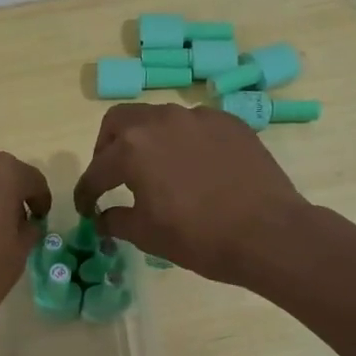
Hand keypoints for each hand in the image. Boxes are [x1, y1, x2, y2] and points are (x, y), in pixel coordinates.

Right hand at [73, 103, 310, 284]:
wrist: (268, 233)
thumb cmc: (199, 238)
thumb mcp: (147, 235)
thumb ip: (116, 220)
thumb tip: (103, 217)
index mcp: (132, 149)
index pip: (96, 170)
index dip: (86, 193)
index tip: (86, 209)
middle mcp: (161, 121)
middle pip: (118, 122)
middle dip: (106, 148)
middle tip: (112, 176)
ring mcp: (198, 117)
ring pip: (157, 119)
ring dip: (145, 141)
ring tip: (154, 170)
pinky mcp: (228, 122)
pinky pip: (192, 125)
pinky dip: (181, 142)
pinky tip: (192, 168)